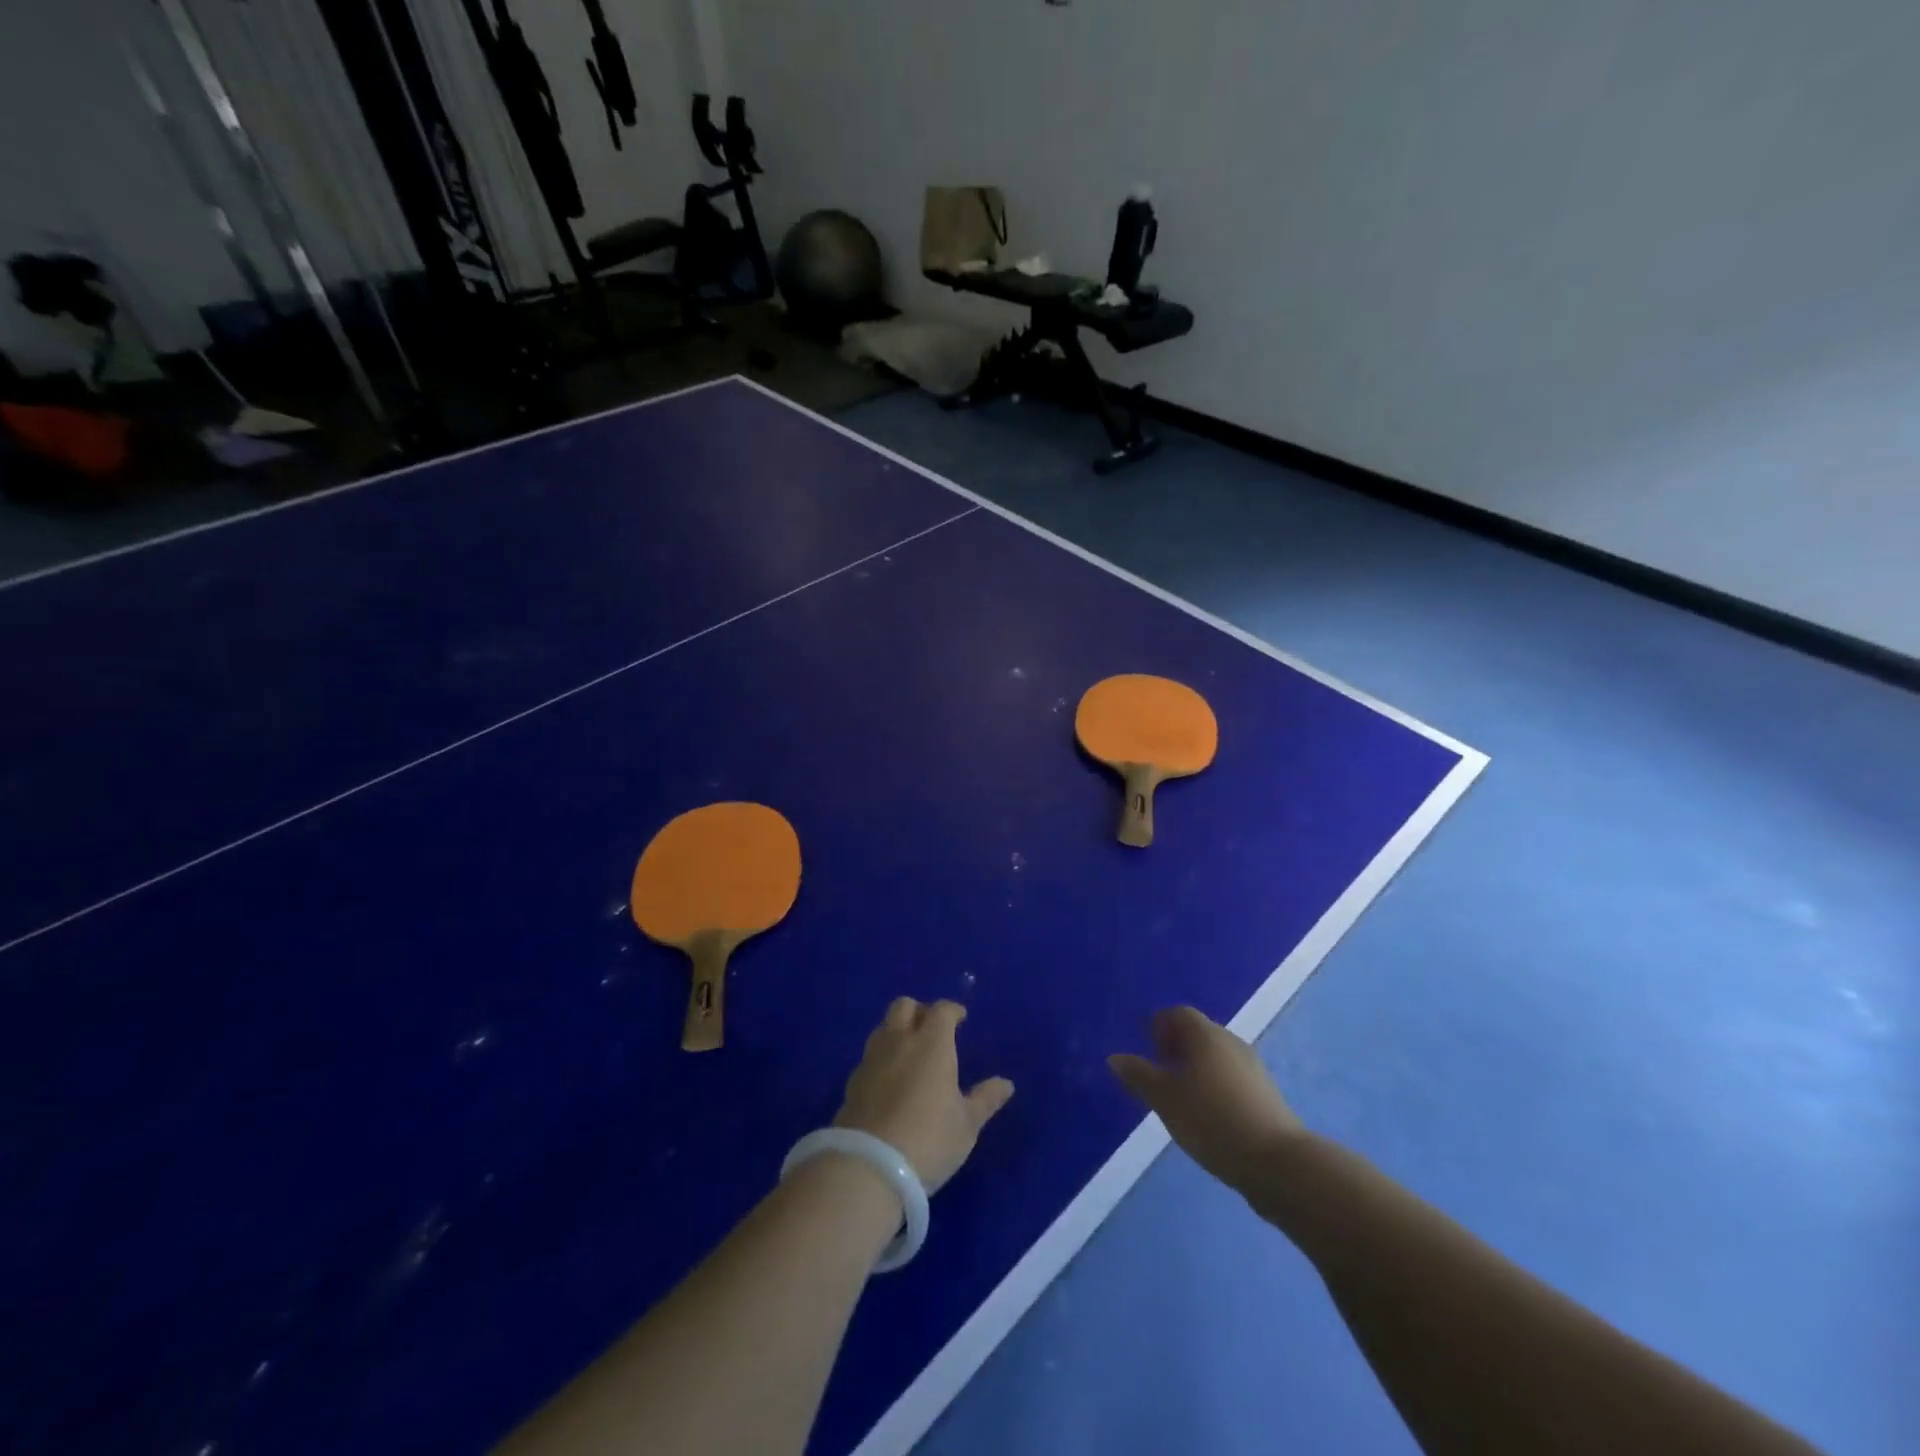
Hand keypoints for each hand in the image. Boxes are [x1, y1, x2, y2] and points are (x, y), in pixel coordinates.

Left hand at [835, 998, 1013, 1193]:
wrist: (869, 1165)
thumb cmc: (929, 1139)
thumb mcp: (966, 1124)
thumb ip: (985, 1099)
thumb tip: (1006, 1084)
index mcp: (931, 1044)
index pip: (941, 1010)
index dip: (952, 1010)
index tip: (960, 1019)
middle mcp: (899, 1041)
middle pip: (904, 1006)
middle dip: (919, 1011)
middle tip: (932, 1029)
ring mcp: (871, 1060)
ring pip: (883, 1028)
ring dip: (897, 1031)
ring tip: (910, 1053)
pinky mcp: (852, 1082)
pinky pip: (870, 1056)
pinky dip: (882, 1058)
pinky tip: (889, 1081)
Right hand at [1108, 1006, 1304, 1192]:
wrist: (1277, 1162)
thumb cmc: (1212, 1120)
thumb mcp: (1166, 1100)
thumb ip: (1140, 1076)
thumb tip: (1115, 1057)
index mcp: (1205, 1035)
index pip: (1179, 1014)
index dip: (1160, 1026)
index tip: (1148, 1049)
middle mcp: (1231, 1042)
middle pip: (1199, 1032)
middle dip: (1177, 1046)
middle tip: (1159, 1073)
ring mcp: (1253, 1067)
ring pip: (1216, 1056)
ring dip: (1196, 1067)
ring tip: (1181, 1097)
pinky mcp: (1265, 1094)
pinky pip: (1231, 1076)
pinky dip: (1214, 1084)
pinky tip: (1208, 1115)